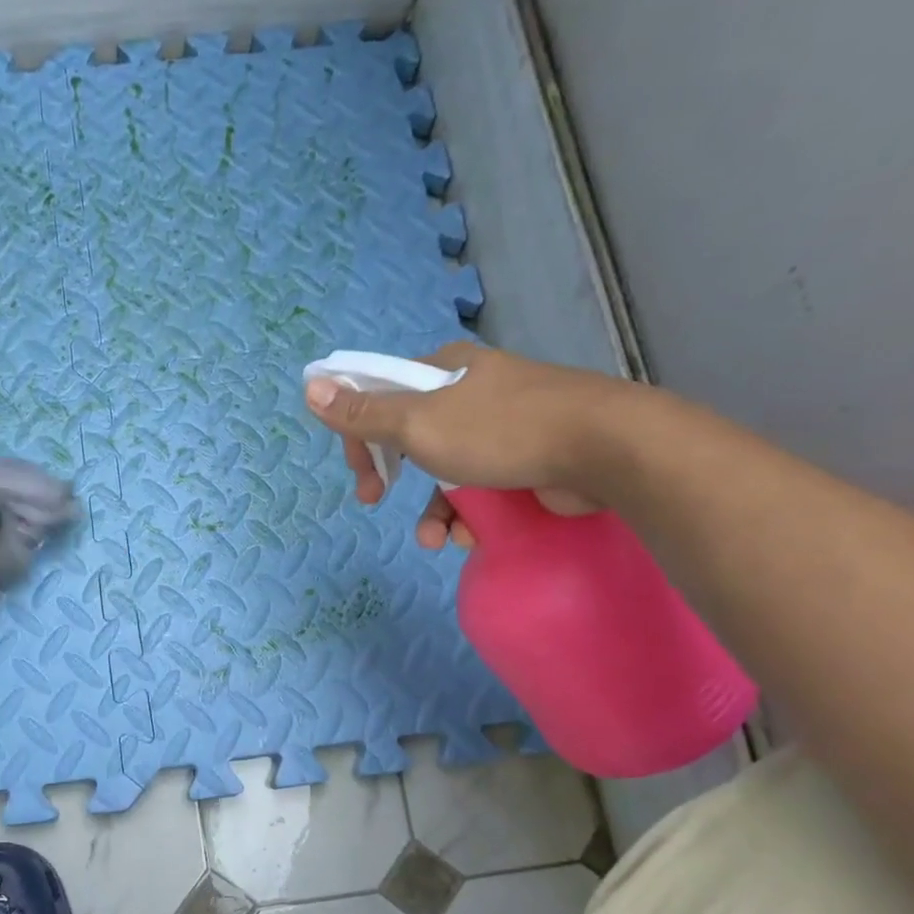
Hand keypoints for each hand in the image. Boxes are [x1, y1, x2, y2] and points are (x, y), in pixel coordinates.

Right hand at [304, 341, 624, 548]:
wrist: (602, 450)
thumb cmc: (500, 431)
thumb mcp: (418, 424)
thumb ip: (364, 412)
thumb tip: (311, 386)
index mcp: (442, 372)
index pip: (381, 394)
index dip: (359, 433)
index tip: (358, 471)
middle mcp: (470, 392)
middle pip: (409, 435)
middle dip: (390, 474)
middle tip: (374, 500)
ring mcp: (501, 426)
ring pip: (445, 470)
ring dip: (433, 511)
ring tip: (436, 540)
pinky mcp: (526, 459)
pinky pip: (480, 489)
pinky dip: (469, 515)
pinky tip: (471, 536)